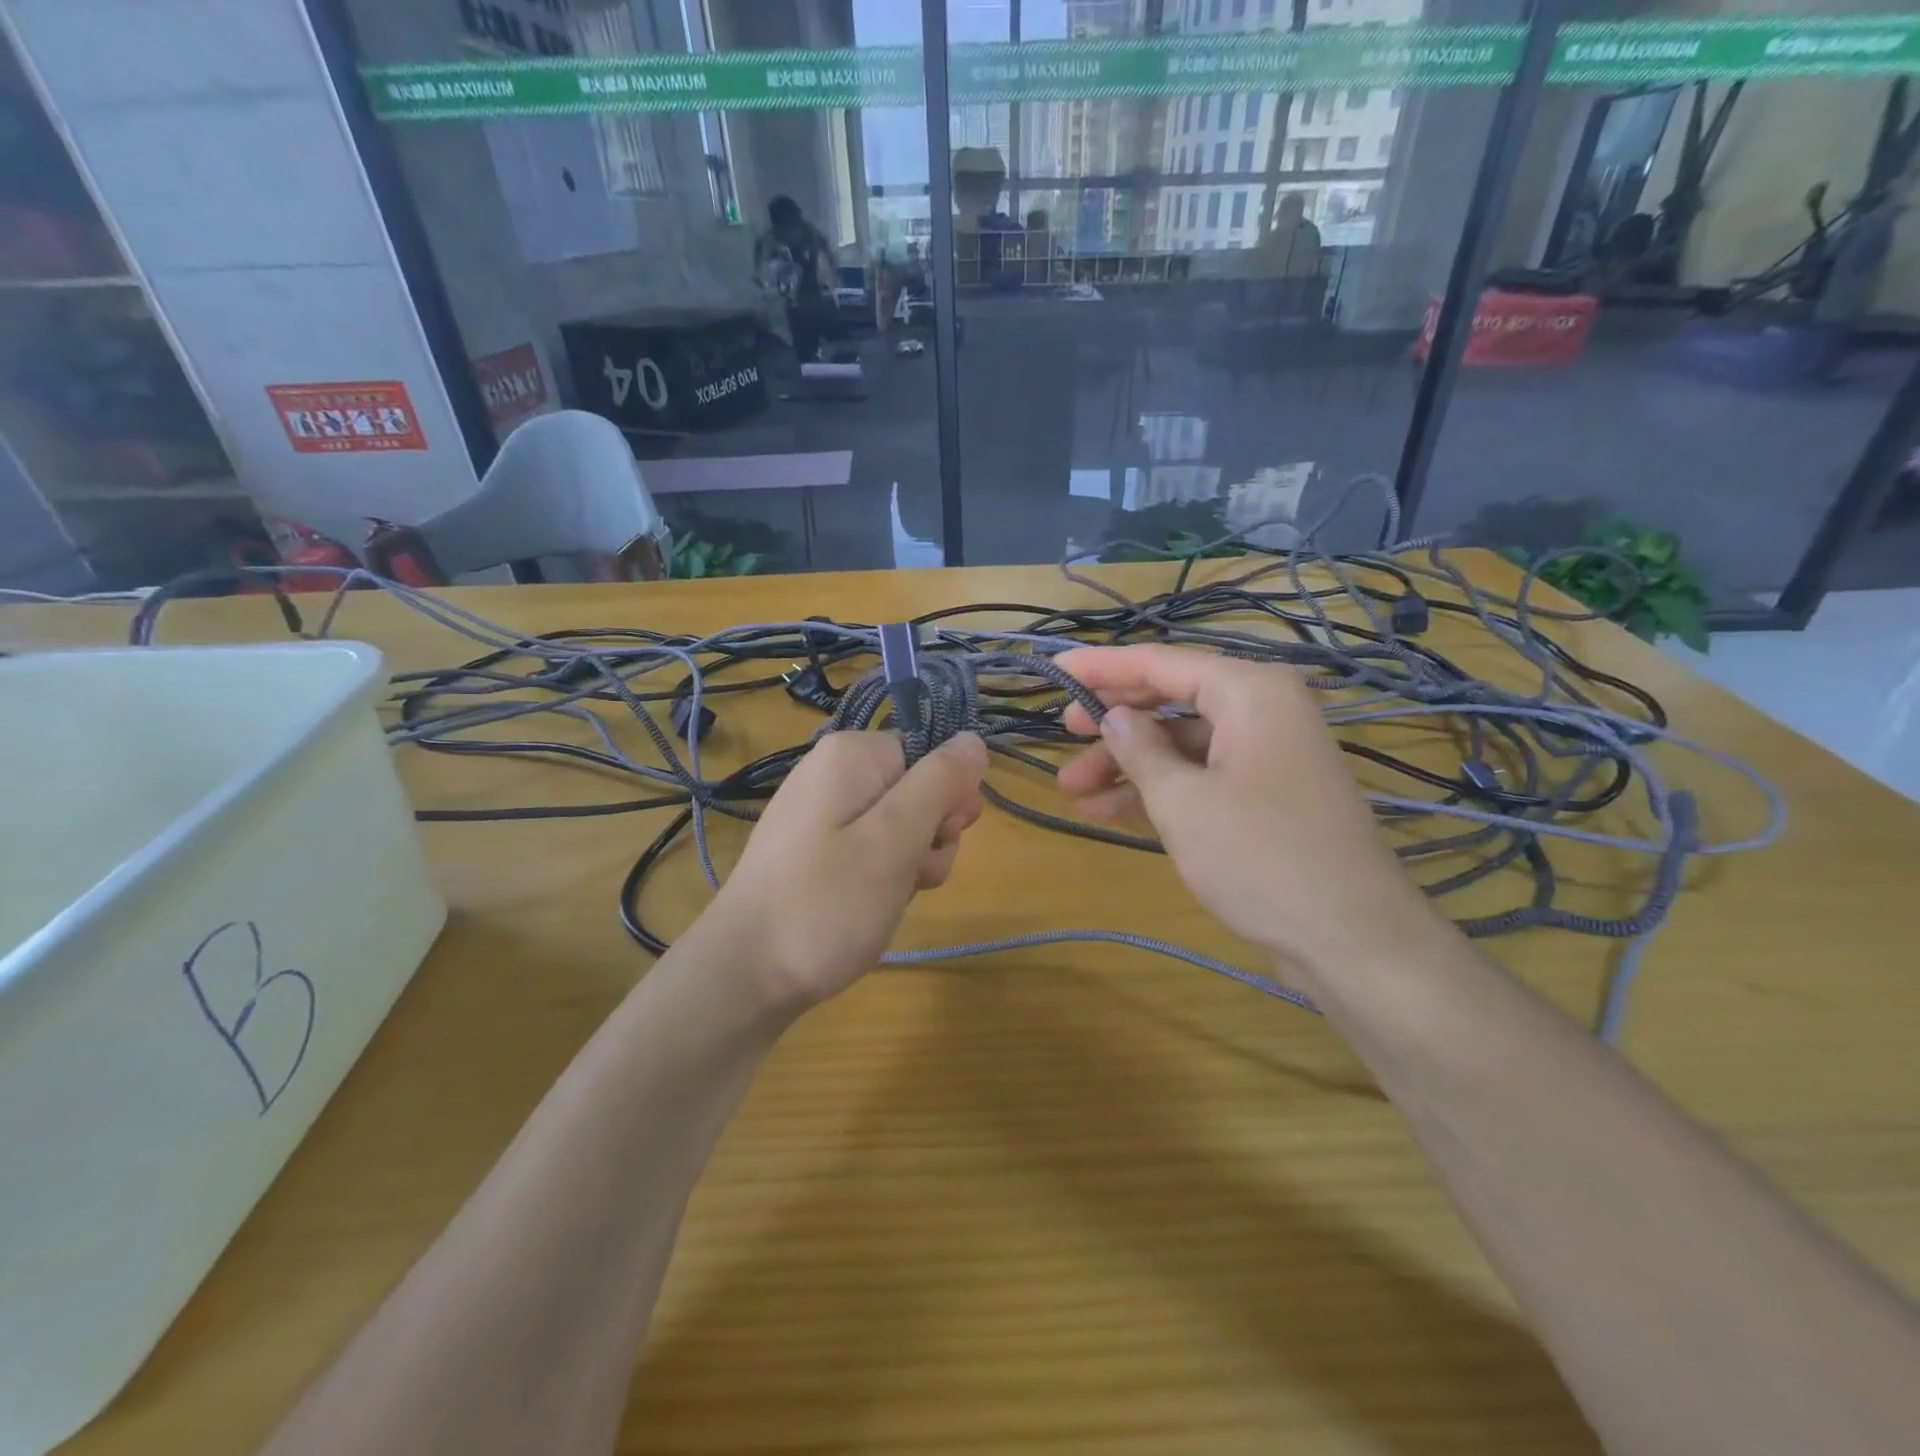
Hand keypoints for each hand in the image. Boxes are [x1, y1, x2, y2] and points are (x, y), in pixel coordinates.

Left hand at [708, 730, 986, 1008]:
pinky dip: (884, 876)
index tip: (939, 837)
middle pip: (919, 789)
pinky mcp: (818, 849)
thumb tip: (973, 739)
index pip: (931, 754)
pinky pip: (872, 848)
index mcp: (852, 755)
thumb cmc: (825, 903)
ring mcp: (824, 813)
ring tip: (887, 898)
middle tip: (911, 873)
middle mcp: (835, 772)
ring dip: (912, 862)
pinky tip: (873, 906)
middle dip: (931, 834)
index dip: (947, 796)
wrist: (745, 975)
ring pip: (901, 825)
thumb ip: (940, 782)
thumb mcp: (895, 840)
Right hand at [1055, 645, 1440, 978]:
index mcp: (1250, 692)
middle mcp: (1261, 711)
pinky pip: (1201, 777)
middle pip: (1171, 700)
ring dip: (1128, 764)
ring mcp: (1265, 756)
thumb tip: (1114, 718)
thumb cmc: (1260, 856)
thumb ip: (1140, 750)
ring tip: (1071, 788)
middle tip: (1062, 732)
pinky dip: (1157, 790)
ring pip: (1181, 744)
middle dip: (1114, 720)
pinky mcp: (1264, 797)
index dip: (1103, 667)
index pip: (1161, 663)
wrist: (1351, 939)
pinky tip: (1107, 809)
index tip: (1054, 667)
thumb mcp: (1184, 801)